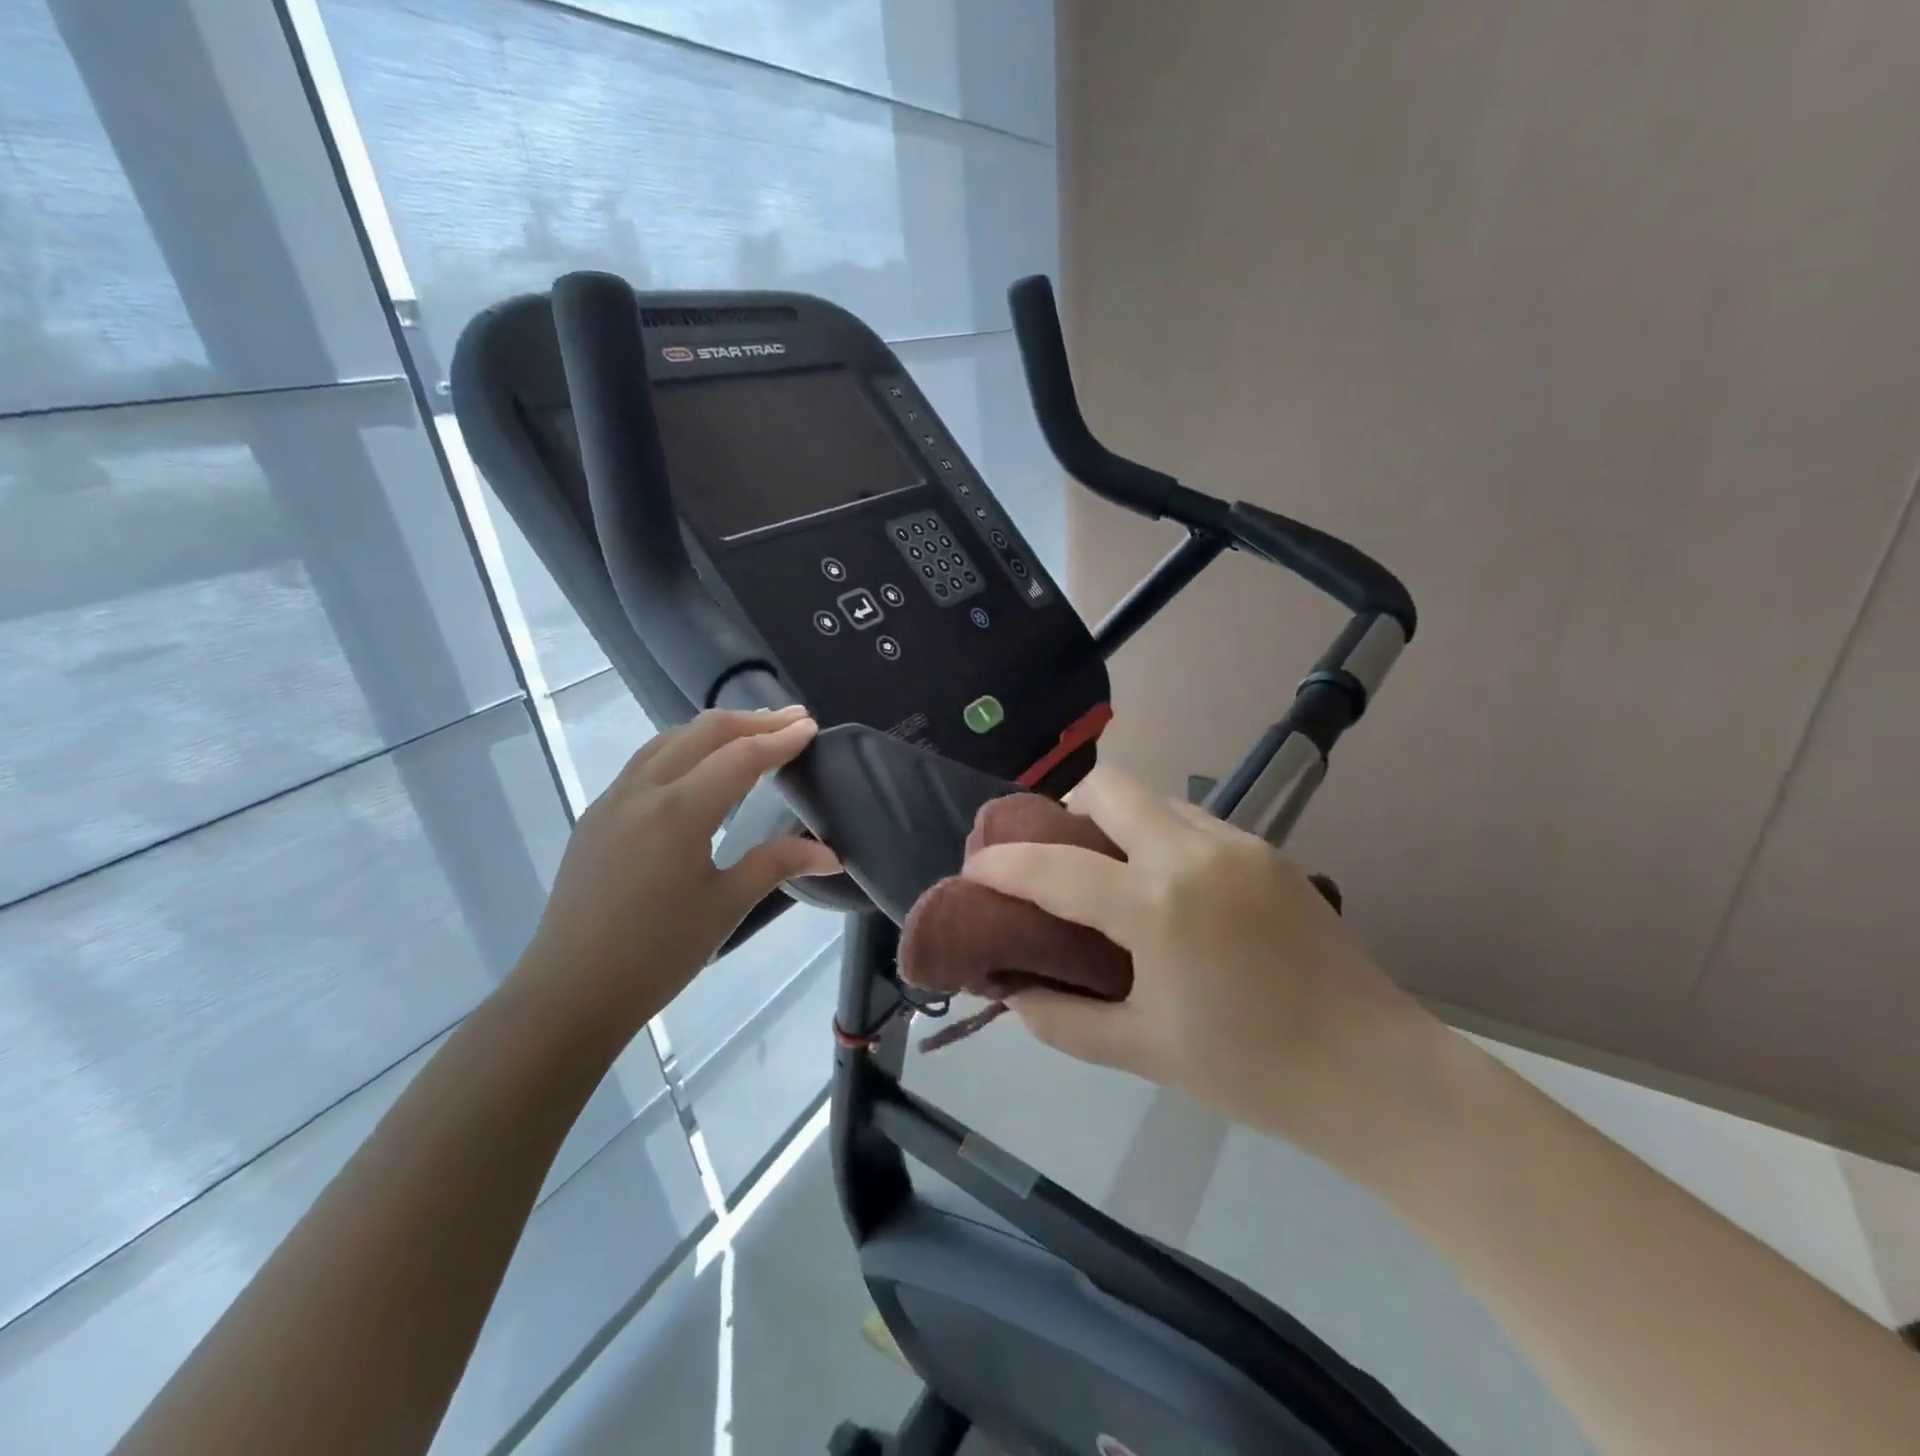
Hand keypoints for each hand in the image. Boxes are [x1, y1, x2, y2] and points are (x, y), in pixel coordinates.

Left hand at [515, 706, 839, 1043]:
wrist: (569, 993)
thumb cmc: (656, 955)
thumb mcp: (725, 907)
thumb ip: (776, 865)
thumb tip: (832, 853)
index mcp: (678, 812)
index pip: (740, 758)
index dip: (779, 740)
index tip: (811, 727)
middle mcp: (642, 791)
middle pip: (702, 733)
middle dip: (751, 721)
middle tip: (791, 720)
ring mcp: (613, 800)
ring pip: (668, 741)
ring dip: (714, 730)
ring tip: (751, 732)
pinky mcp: (597, 817)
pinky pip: (645, 763)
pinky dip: (683, 749)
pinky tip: (698, 767)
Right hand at [962, 766, 1437, 1166]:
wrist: (1376, 1074)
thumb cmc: (1251, 1071)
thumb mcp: (1142, 1051)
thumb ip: (1062, 1019)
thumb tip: (1013, 991)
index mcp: (1158, 905)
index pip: (1055, 866)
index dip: (1002, 864)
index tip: (974, 868)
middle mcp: (1194, 852)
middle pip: (1108, 786)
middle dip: (1066, 811)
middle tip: (1056, 860)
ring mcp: (1238, 844)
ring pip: (1154, 798)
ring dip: (1117, 823)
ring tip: (1111, 878)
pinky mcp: (1268, 851)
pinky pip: (1193, 821)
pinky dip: (1159, 837)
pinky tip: (1168, 891)